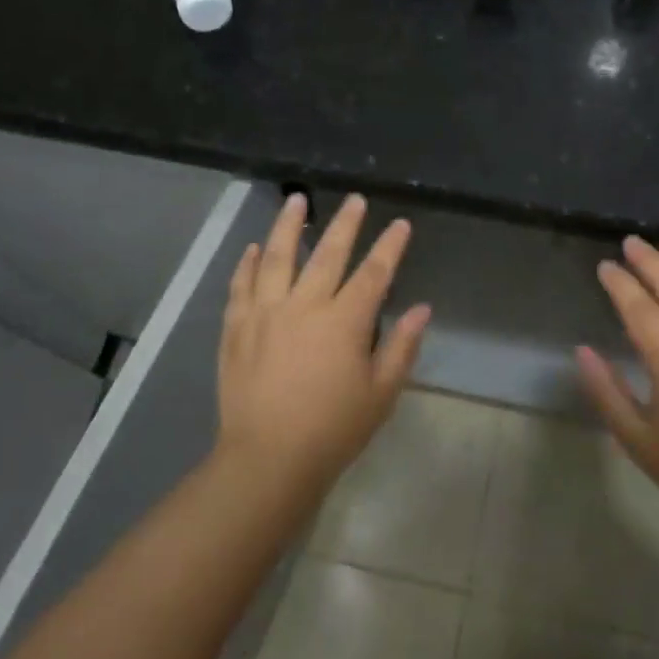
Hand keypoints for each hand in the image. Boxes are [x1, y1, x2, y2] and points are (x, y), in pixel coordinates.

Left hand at [217, 193, 429, 493]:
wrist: (267, 459)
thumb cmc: (333, 430)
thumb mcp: (381, 394)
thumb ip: (402, 347)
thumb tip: (423, 309)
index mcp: (343, 322)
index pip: (373, 273)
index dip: (390, 247)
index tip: (401, 225)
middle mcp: (303, 306)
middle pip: (327, 254)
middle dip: (345, 224)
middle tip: (355, 200)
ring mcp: (264, 314)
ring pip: (276, 258)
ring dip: (287, 226)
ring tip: (296, 200)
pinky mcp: (236, 329)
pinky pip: (240, 286)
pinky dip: (246, 264)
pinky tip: (252, 248)